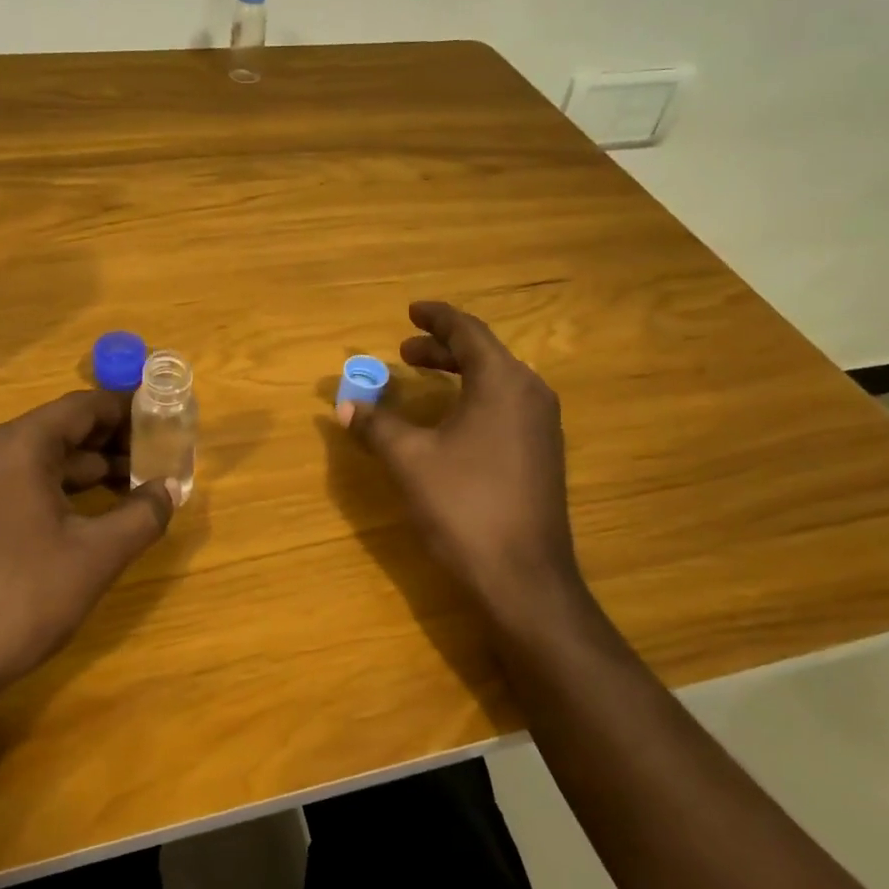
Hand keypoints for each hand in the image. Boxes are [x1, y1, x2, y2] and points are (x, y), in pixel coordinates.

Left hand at [0, 390, 176, 715]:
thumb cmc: (19, 599)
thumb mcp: (95, 556)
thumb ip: (142, 515)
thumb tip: (170, 489)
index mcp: (18, 447)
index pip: (84, 406)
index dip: (130, 410)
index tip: (168, 419)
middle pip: (64, 430)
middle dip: (116, 442)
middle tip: (162, 458)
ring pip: (46, 460)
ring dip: (93, 470)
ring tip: (140, 487)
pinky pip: (26, 485)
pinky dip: (65, 491)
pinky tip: (96, 516)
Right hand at [341, 302, 586, 625]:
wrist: (524, 577)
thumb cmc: (464, 506)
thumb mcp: (410, 460)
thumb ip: (377, 426)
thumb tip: (345, 406)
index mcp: (502, 382)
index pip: (468, 331)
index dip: (436, 318)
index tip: (412, 310)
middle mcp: (530, 394)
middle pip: (484, 354)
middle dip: (442, 349)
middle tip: (404, 351)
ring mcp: (542, 426)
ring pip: (497, 381)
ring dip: (458, 374)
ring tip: (423, 379)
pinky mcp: (543, 455)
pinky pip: (506, 407)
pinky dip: (474, 398)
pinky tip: (451, 421)